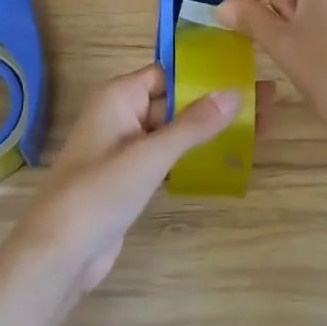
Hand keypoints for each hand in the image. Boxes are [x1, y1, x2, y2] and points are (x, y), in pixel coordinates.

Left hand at [22, 65, 239, 291]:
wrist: (60, 253)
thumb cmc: (100, 192)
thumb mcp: (150, 155)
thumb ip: (193, 124)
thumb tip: (236, 93)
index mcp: (118, 96)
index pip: (168, 72)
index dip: (205, 73)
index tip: (246, 73)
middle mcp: (120, 114)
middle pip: (175, 99)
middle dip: (216, 102)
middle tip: (266, 102)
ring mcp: (124, 147)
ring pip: (174, 129)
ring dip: (209, 129)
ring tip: (258, 126)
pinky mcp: (130, 176)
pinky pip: (167, 155)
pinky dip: (193, 154)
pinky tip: (227, 156)